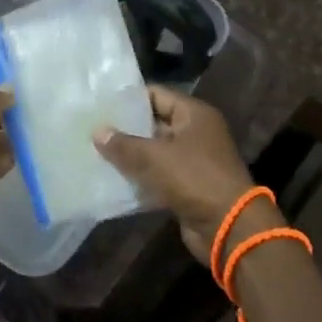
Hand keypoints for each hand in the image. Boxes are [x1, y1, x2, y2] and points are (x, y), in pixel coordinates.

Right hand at [93, 87, 274, 266]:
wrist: (228, 227)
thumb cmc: (194, 179)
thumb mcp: (154, 157)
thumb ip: (124, 144)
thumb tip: (98, 132)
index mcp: (194, 114)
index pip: (157, 94)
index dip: (129, 98)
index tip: (101, 103)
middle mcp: (196, 133)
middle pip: (155, 123)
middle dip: (126, 128)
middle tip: (93, 128)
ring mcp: (194, 161)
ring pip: (156, 152)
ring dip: (132, 156)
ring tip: (97, 152)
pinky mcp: (188, 186)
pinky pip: (159, 176)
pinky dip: (141, 178)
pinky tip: (114, 179)